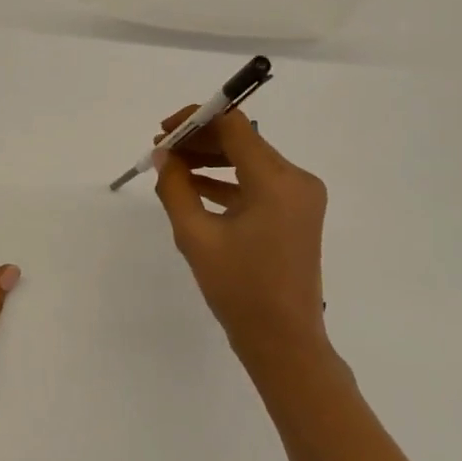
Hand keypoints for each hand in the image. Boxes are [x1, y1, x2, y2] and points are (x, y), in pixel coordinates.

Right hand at [152, 108, 330, 377]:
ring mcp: (300, 197)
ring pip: (249, 161)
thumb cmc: (239, 290)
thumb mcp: (196, 237)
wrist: (283, 341)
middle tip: (161, 151)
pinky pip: (258, 184)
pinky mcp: (296, 213)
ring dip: (211, 160)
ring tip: (171, 167)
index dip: (196, 119)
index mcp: (276, 180)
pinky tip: (194, 186)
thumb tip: (164, 156)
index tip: (164, 130)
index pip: (234, 125)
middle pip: (243, 140)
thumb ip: (175, 188)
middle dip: (200, 141)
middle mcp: (296, 179)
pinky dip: (228, 182)